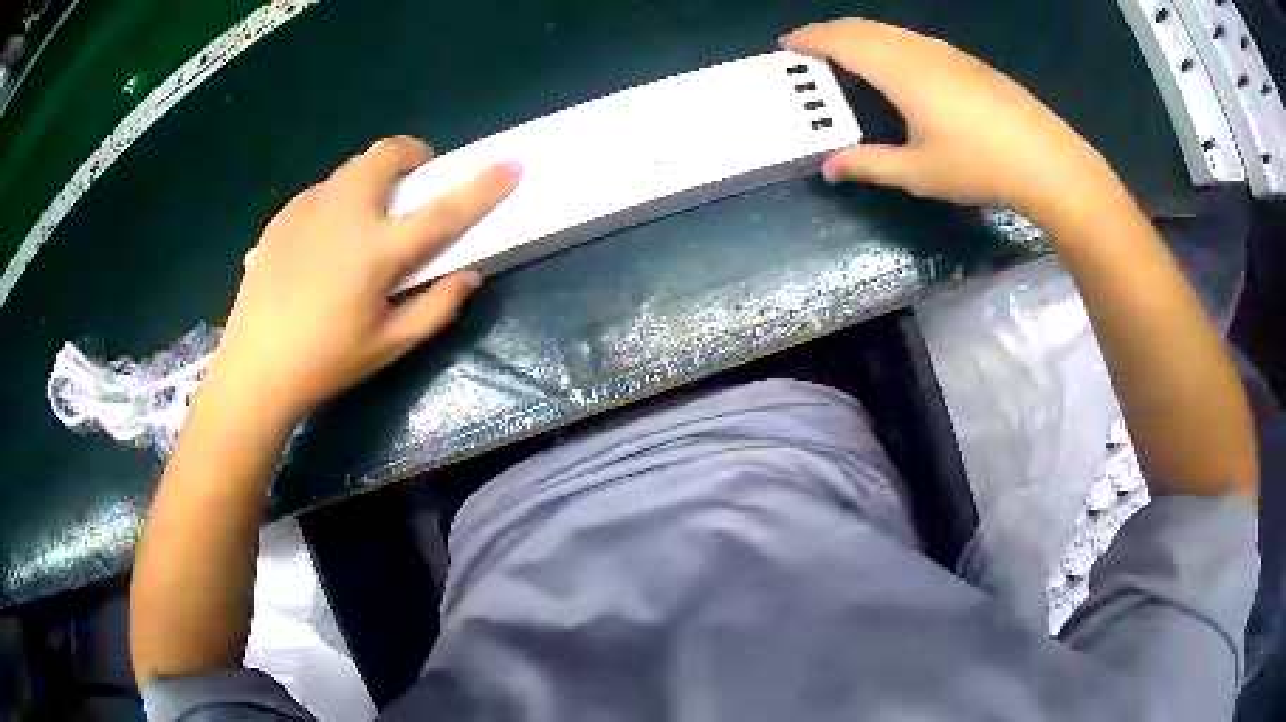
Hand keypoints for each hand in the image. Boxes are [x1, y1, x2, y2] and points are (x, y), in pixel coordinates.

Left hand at [208, 136, 521, 421]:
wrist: (254, 369)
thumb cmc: (325, 363)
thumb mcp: (388, 346)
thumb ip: (436, 307)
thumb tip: (469, 275)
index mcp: (377, 250)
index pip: (444, 210)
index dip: (484, 186)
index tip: (512, 163)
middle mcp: (345, 214)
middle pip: (387, 155)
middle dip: (413, 155)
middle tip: (416, 182)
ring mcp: (309, 209)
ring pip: (353, 168)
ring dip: (374, 177)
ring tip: (368, 215)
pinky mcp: (283, 217)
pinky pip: (322, 191)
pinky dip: (340, 199)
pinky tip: (328, 240)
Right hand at [781, 19, 1114, 222]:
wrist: (1047, 161)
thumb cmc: (979, 166)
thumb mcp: (918, 173)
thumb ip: (869, 165)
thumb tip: (830, 168)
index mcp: (899, 70)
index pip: (841, 41)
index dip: (809, 39)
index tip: (786, 44)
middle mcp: (918, 50)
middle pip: (863, 27)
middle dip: (829, 31)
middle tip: (809, 48)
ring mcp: (946, 52)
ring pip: (889, 30)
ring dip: (859, 35)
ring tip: (846, 55)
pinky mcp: (967, 62)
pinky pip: (912, 39)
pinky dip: (887, 42)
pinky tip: (895, 65)